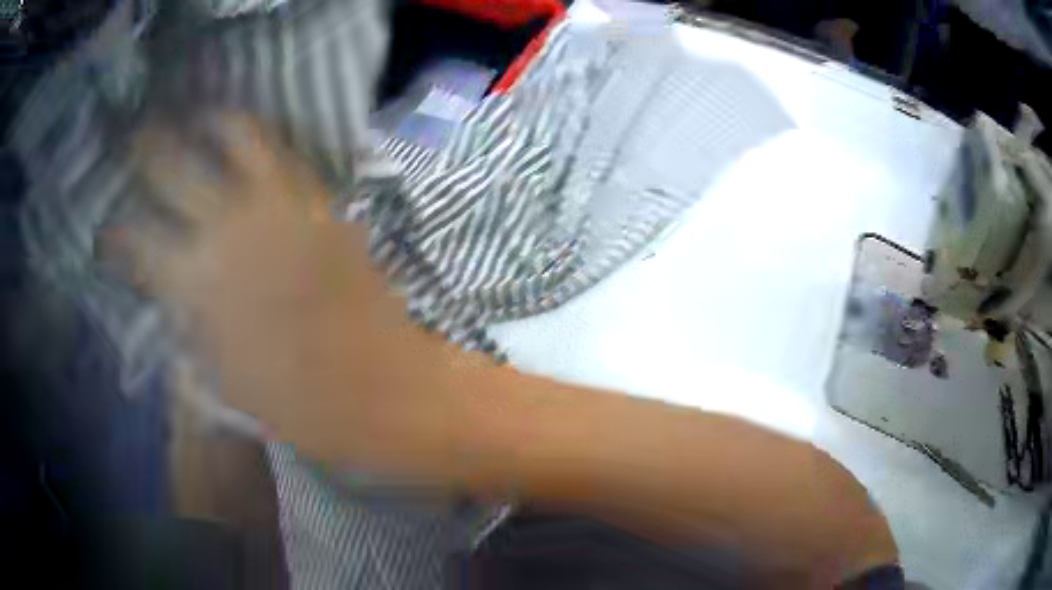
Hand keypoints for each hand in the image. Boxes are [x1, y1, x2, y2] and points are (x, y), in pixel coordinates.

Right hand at [110, 113, 474, 473]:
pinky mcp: (319, 199)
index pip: (137, 241)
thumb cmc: (296, 403)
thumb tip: (167, 300)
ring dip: (210, 119)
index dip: (115, 235)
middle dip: (147, 147)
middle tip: (135, 138)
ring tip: (196, 116)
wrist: (379, 387)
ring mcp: (278, 203)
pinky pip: (284, 151)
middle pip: (174, 165)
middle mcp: (228, 226)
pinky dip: (258, 137)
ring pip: (237, 133)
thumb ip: (188, 331)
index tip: (105, 234)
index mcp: (196, 282)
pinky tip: (244, 138)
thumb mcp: (221, 379)